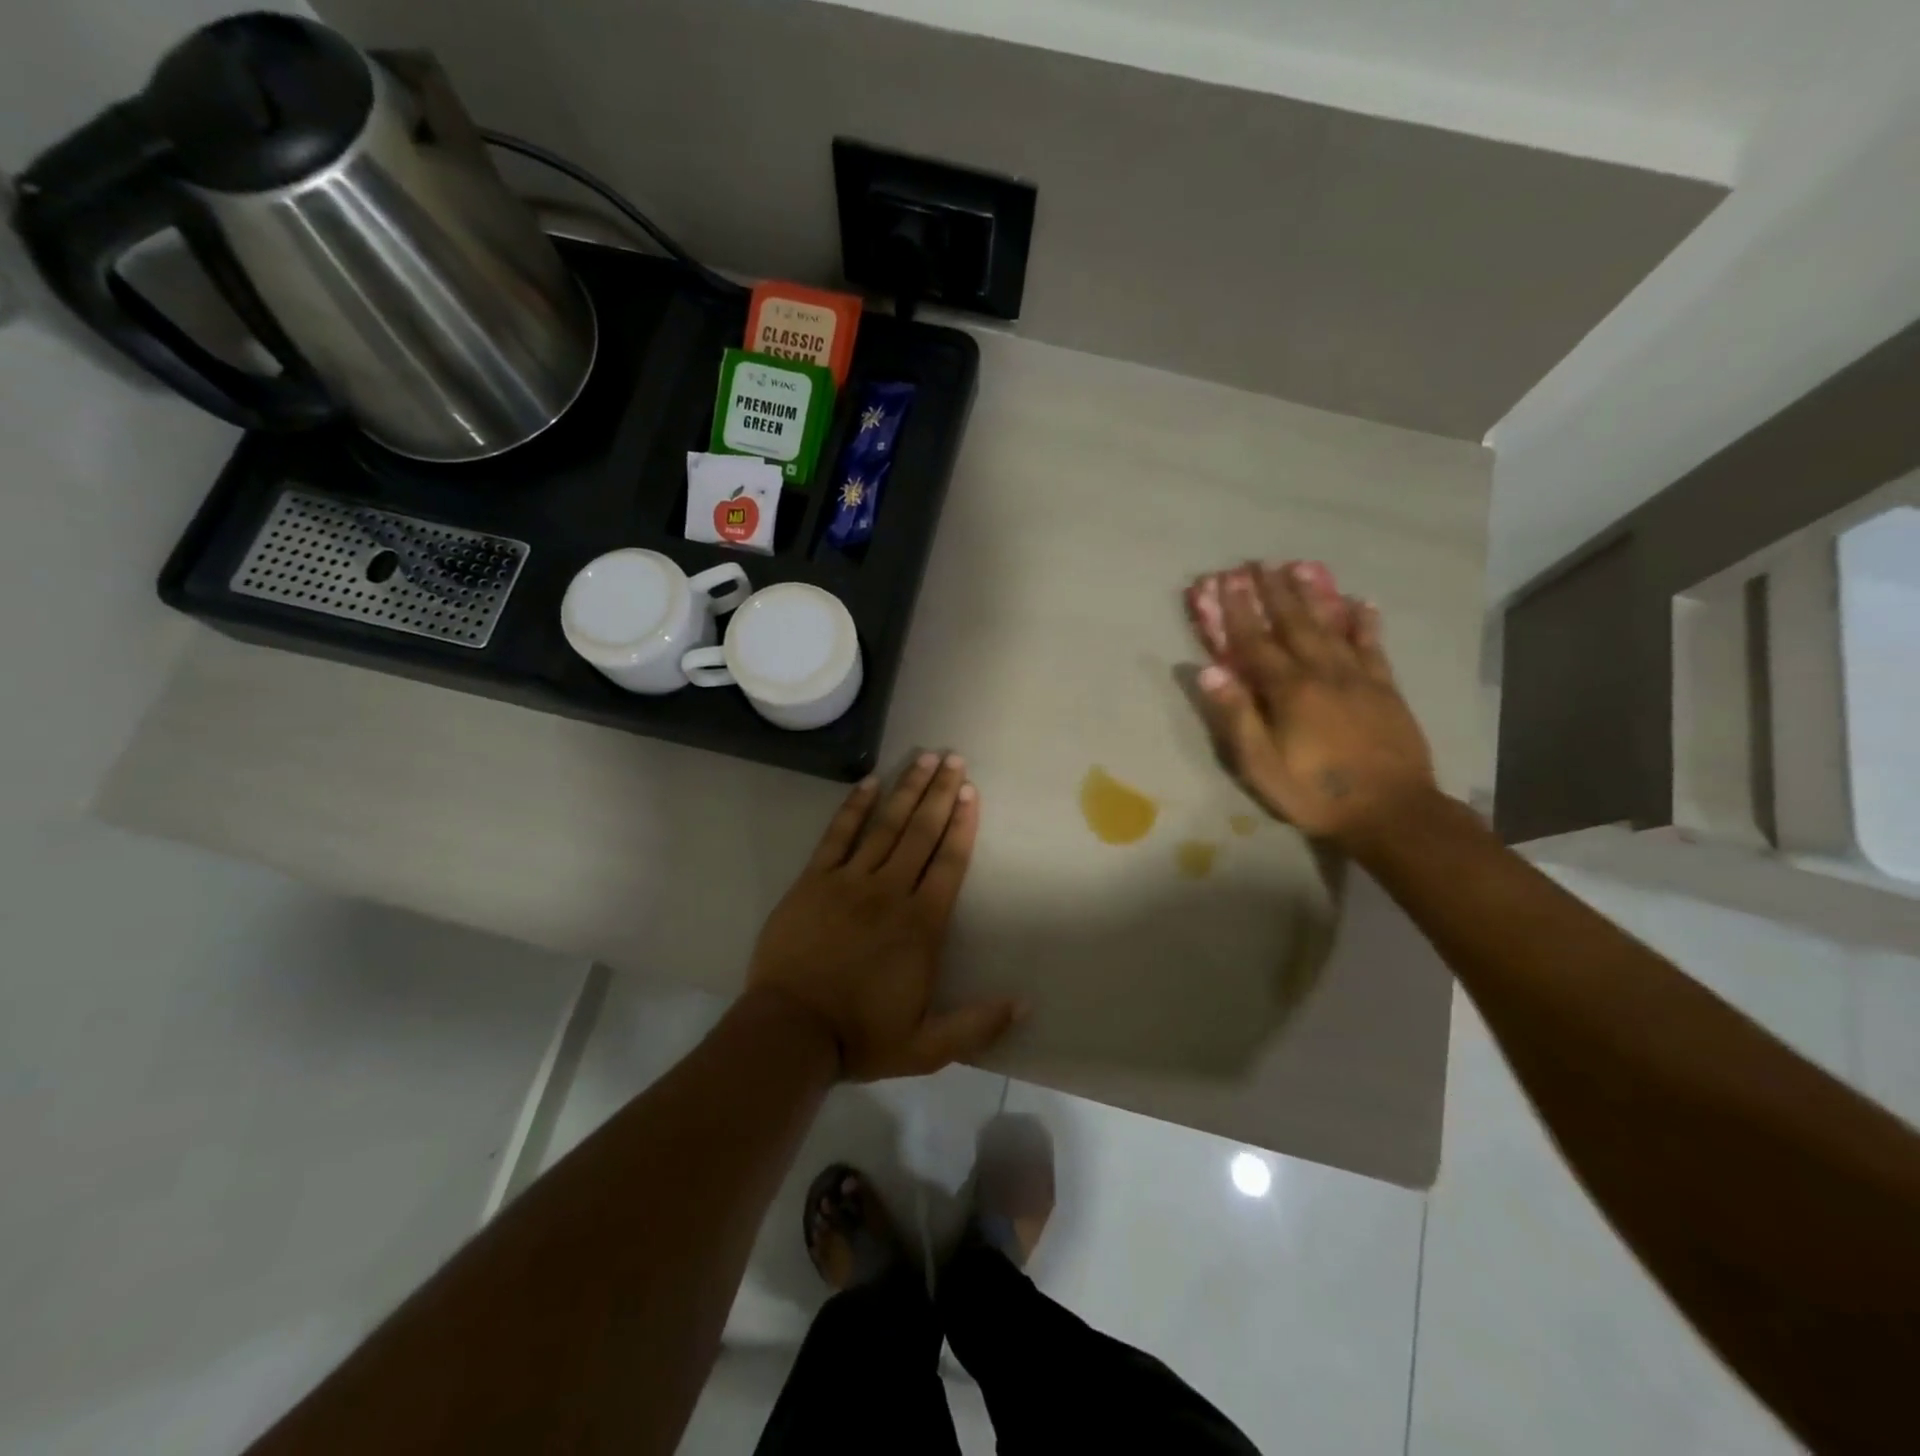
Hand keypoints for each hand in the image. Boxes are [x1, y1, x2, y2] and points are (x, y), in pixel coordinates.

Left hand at [747, 753, 1024, 1080]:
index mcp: (921, 925)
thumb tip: (1025, 1005)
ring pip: (885, 826)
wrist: (791, 1033)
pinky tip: (869, 782)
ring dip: (906, 789)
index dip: (962, 825)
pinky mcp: (814, 881)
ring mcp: (849, 882)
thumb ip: (977, 1025)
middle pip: (921, 832)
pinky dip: (853, 807)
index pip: (949, 862)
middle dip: (939, 793)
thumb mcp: (927, 1047)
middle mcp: (890, 892)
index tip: (971, 791)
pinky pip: (837, 835)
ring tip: (924, 757)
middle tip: (953, 758)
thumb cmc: (860, 1037)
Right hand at [1184, 560, 1437, 852]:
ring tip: (1300, 567)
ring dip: (1313, 596)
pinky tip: (1360, 603)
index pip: (1255, 643)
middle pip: (1293, 624)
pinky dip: (1364, 623)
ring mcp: (1358, 678)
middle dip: (1272, 592)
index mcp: (1288, 690)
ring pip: (1331, 627)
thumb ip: (1237, 715)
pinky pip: (1372, 647)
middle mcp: (1322, 673)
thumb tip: (1209, 670)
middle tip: (1259, 563)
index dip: (1237, 611)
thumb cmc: (1315, 792)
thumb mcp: (1261, 764)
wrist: (1391, 812)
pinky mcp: (1385, 689)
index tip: (1225, 580)